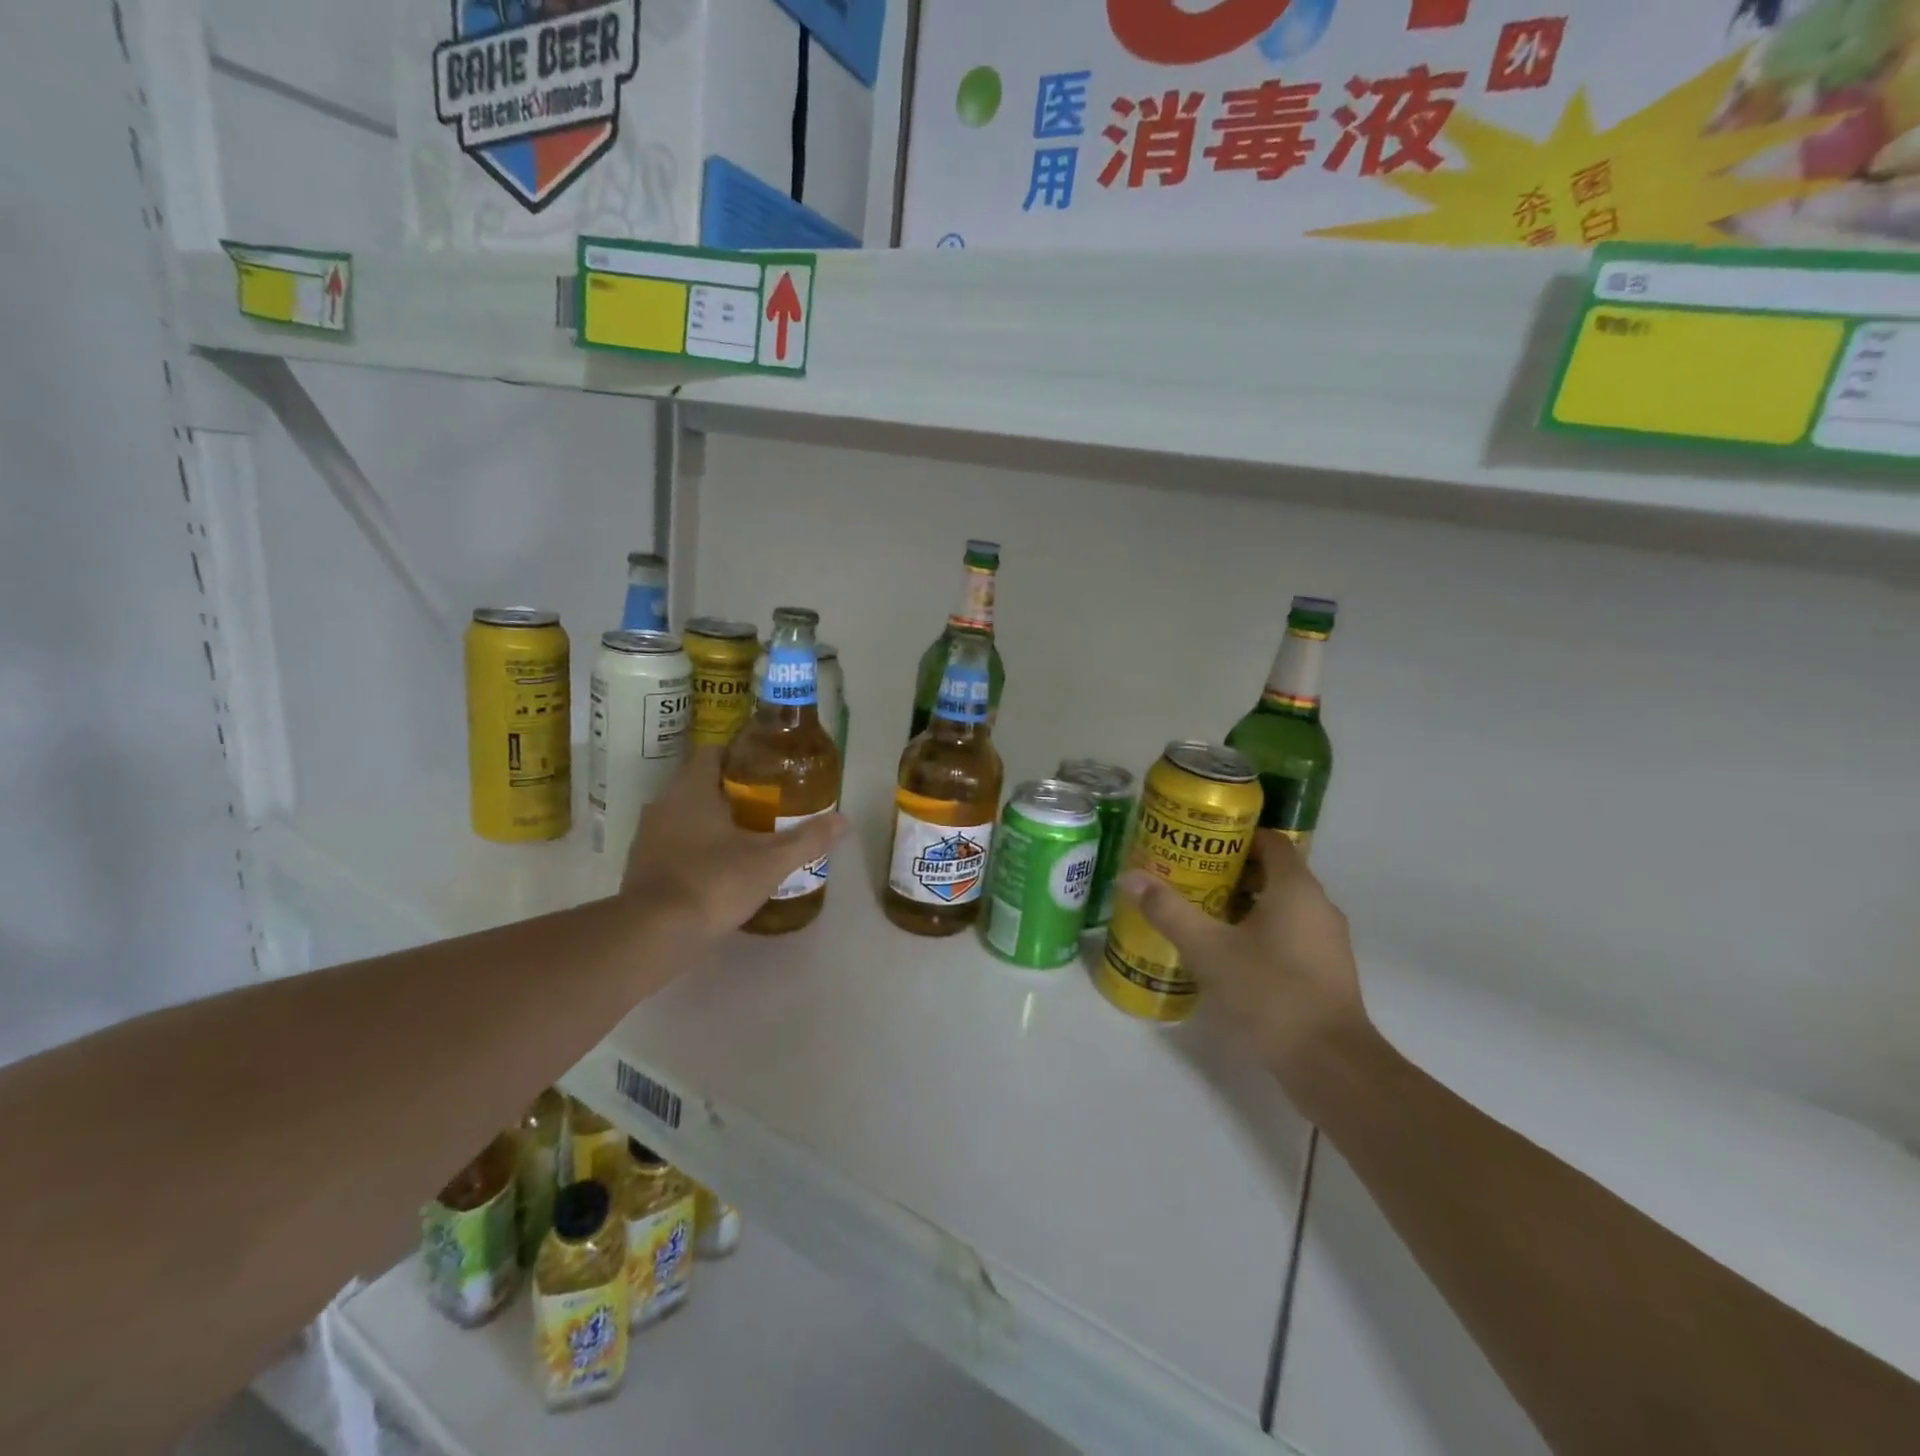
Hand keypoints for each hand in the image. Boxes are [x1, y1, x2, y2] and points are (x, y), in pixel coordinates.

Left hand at [622, 746, 847, 939]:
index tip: (767, 768)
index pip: (712, 752)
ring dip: (712, 820)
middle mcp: (664, 803)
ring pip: (685, 814)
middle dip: (732, 790)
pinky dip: (696, 846)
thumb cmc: (713, 882)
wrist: (653, 935)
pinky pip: (674, 843)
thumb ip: (807, 839)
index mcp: (692, 789)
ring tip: (749, 834)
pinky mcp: (642, 866)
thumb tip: (844, 820)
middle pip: (700, 783)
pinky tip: (721, 866)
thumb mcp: (770, 862)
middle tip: (769, 803)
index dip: (739, 755)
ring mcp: (648, 836)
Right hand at [1117, 831, 1368, 1079]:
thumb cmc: (1269, 993)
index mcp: (1295, 888)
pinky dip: (1261, 932)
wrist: (1330, 1065)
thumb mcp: (1208, 950)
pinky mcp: (1327, 971)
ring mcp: (1328, 941)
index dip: (1236, 837)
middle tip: (1189, 879)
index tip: (1199, 845)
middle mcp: (1319, 906)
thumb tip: (1129, 877)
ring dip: (1245, 905)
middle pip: (1274, 873)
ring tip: (1202, 914)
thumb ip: (1168, 911)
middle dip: (1232, 872)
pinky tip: (1229, 954)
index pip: (1271, 841)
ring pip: (1282, 906)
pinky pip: (1291, 934)